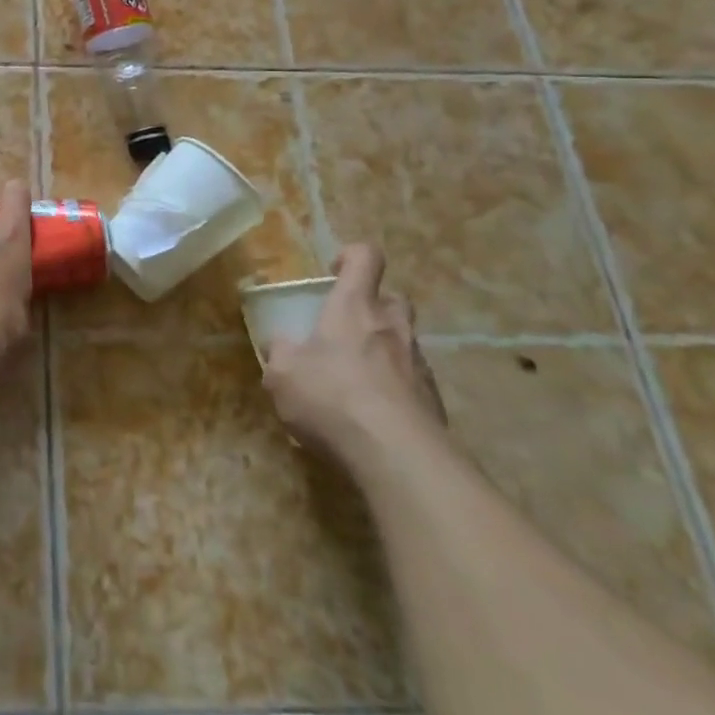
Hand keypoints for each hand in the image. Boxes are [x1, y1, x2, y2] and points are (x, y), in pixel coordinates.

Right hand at [263, 244, 444, 461]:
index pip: (366, 258)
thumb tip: (280, 345)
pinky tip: (374, 417)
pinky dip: (396, 390)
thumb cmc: (332, 398)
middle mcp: (392, 327)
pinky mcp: (435, 403)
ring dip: (384, 352)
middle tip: (347, 328)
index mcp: (354, 308)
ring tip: (356, 381)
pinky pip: (413, 383)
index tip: (333, 272)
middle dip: (374, 306)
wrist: (399, 458)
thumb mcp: (282, 375)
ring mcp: (419, 365)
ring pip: (404, 342)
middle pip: (394, 299)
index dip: (352, 256)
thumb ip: (280, 354)